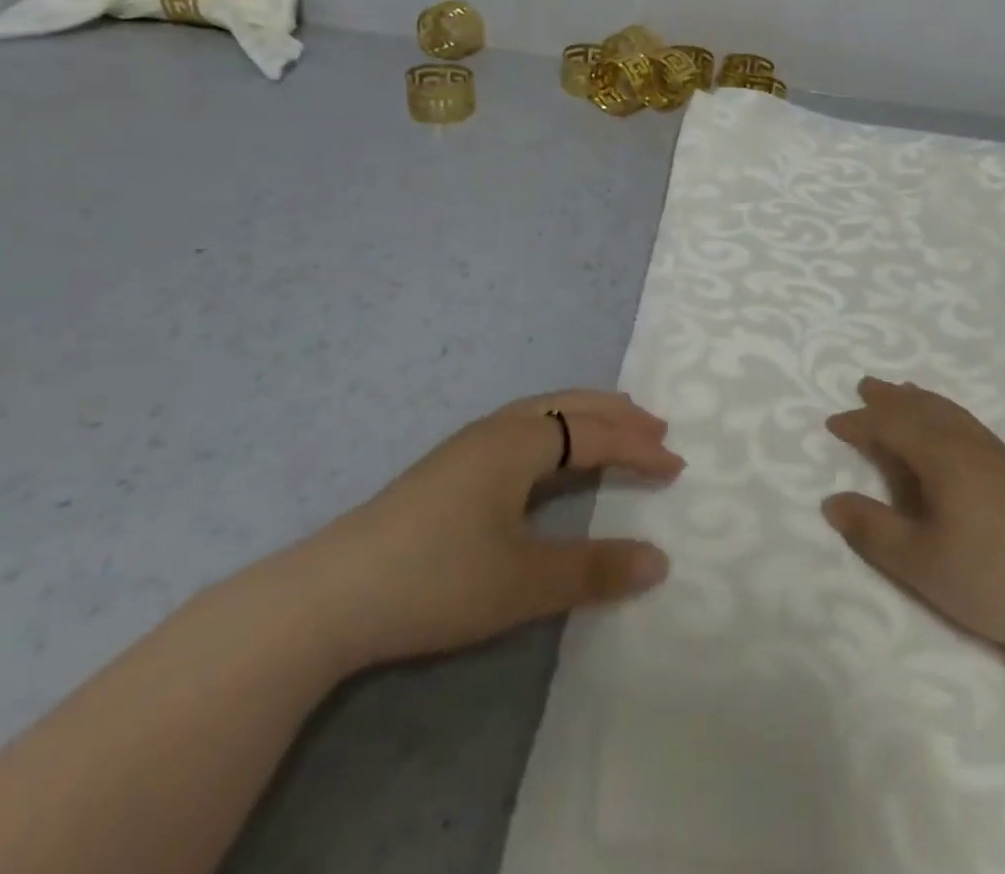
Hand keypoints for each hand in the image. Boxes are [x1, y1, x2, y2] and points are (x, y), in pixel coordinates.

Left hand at [282, 390, 683, 670]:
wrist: (327, 597)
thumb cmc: (437, 579)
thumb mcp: (524, 582)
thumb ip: (594, 570)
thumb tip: (660, 560)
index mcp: (520, 443)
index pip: (596, 434)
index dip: (639, 448)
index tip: (677, 468)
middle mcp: (497, 430)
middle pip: (570, 406)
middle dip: (617, 415)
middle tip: (657, 428)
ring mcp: (466, 446)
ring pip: (541, 412)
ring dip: (585, 417)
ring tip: (614, 429)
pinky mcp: (446, 468)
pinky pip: (521, 428)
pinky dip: (556, 430)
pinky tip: (548, 456)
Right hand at [823, 378, 1004, 676]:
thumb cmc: (990, 577)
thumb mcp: (920, 562)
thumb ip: (873, 530)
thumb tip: (831, 501)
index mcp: (939, 455)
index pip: (891, 426)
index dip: (860, 423)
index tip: (833, 423)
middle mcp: (964, 442)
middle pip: (921, 408)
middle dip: (889, 398)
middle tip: (865, 386)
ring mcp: (992, 454)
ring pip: (947, 411)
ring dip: (919, 399)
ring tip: (901, 392)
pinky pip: (965, 421)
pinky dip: (944, 411)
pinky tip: (948, 425)